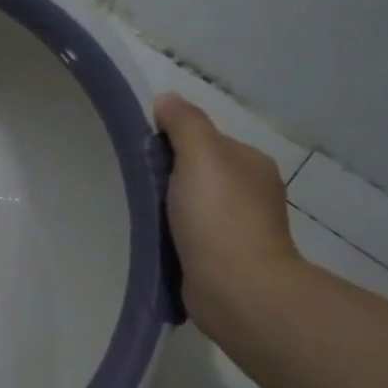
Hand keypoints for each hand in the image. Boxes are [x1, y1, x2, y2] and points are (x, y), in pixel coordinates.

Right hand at [153, 94, 301, 326]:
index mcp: (251, 164)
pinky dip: (174, 235)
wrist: (236, 289)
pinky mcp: (223, 259)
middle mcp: (251, 192)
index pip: (205, 140)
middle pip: (198, 172)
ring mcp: (239, 228)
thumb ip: (185, 123)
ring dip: (169, 207)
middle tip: (136, 184)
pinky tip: (156, 240)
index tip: (142, 154)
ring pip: (194, 205)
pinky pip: (191, 235)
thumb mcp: (201, 155)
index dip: (173, 142)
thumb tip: (167, 99)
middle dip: (169, 176)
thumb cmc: (219, 217)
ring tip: (139, 214)